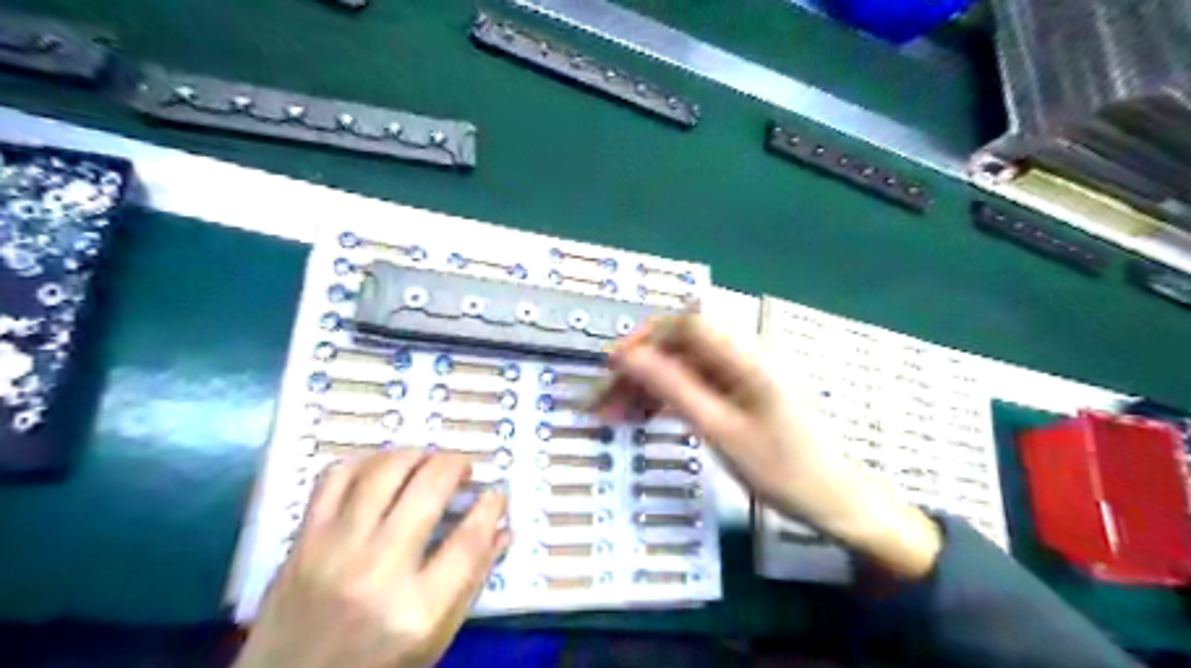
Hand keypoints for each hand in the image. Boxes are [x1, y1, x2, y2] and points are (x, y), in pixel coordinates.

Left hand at [235, 448, 507, 667]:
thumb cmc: (374, 667)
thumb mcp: (433, 640)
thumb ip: (471, 582)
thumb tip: (501, 530)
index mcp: (417, 610)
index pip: (469, 540)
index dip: (491, 507)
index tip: (497, 493)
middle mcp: (377, 571)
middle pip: (428, 489)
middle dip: (455, 464)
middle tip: (463, 468)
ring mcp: (335, 550)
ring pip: (384, 472)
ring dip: (415, 454)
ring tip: (427, 461)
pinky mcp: (303, 540)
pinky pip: (337, 477)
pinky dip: (367, 461)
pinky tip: (383, 468)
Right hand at [596, 317, 938, 575]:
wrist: (834, 500)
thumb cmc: (782, 470)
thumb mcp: (719, 431)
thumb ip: (673, 388)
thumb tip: (627, 356)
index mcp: (747, 355)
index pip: (687, 324)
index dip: (645, 338)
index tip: (612, 368)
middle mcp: (746, 354)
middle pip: (681, 344)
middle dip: (640, 368)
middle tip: (607, 403)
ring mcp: (745, 372)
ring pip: (685, 365)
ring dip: (650, 385)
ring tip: (617, 416)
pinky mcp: (743, 390)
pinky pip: (698, 382)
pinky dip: (669, 397)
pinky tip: (646, 417)